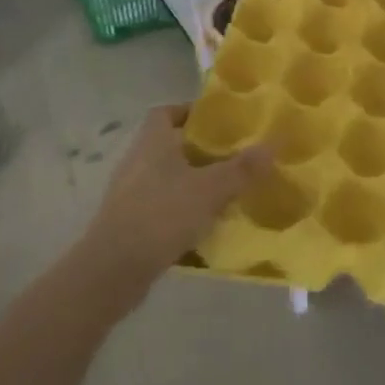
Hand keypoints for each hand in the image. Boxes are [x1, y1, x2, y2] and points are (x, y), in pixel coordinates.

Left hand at [81, 105, 271, 293]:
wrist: (112, 271)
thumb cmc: (161, 215)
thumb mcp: (210, 189)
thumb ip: (242, 169)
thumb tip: (272, 145)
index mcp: (152, 142)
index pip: (166, 112)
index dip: (190, 112)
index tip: (218, 122)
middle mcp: (137, 161)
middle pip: (170, 146)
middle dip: (200, 151)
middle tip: (233, 157)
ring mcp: (129, 194)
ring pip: (167, 179)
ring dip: (192, 183)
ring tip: (225, 192)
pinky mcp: (129, 223)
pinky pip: (161, 208)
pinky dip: (181, 212)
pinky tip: (205, 226)